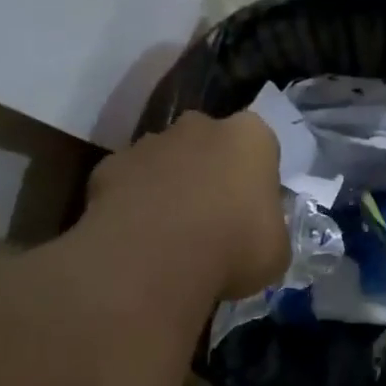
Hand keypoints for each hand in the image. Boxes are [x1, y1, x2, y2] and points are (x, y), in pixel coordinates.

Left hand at [85, 110, 288, 300]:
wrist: (154, 258)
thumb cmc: (233, 249)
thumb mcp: (275, 251)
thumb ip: (268, 229)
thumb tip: (256, 232)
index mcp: (250, 137)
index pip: (260, 146)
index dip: (255, 178)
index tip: (251, 211)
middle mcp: (199, 126)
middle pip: (208, 144)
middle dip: (208, 172)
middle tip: (211, 220)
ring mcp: (150, 142)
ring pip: (164, 160)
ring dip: (167, 186)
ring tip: (168, 234)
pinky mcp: (110, 166)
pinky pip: (127, 183)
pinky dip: (130, 204)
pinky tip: (134, 238)